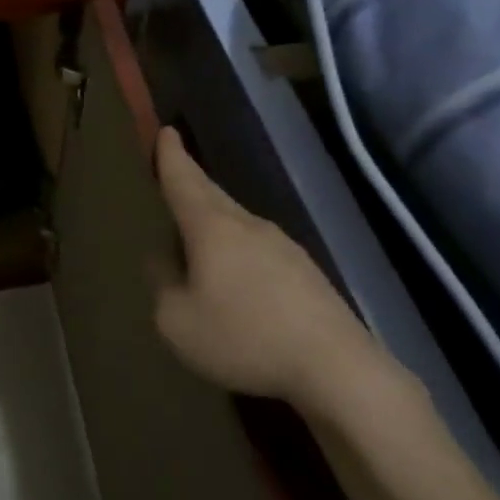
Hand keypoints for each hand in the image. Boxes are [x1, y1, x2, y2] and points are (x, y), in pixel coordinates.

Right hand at [153, 126, 391, 412]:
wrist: (337, 368)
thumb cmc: (244, 337)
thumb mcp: (176, 321)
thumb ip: (162, 285)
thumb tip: (163, 260)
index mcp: (212, 227)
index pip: (184, 180)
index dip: (170, 156)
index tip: (165, 131)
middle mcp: (249, 225)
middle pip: (212, 195)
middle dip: (191, 182)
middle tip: (173, 171)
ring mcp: (284, 247)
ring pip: (237, 223)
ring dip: (213, 221)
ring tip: (195, 236)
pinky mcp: (306, 274)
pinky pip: (258, 250)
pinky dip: (237, 251)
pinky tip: (235, 280)